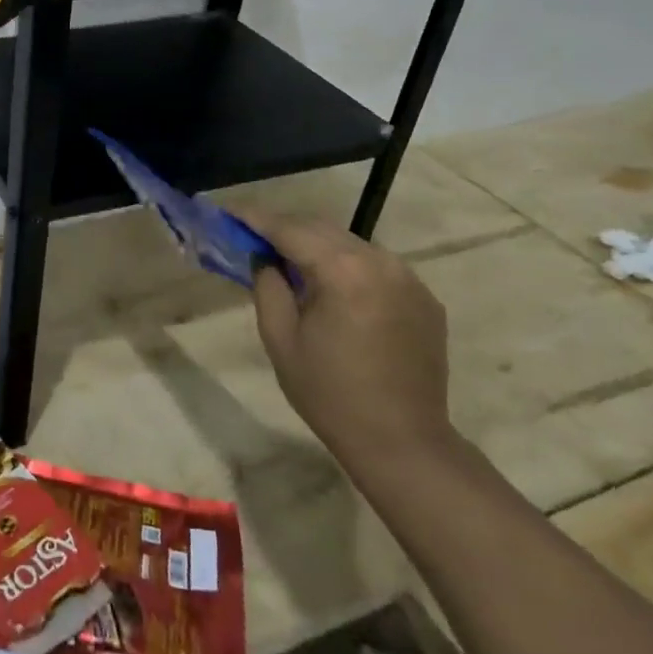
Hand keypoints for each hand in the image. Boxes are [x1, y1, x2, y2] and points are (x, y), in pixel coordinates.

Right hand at [237, 215, 454, 468]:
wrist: (402, 441)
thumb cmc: (329, 393)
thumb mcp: (280, 338)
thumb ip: (267, 285)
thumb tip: (263, 257)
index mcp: (343, 271)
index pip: (290, 229)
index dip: (255, 218)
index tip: (228, 211)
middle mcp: (381, 262)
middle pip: (322, 229)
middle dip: (284, 228)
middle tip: (251, 236)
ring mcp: (409, 278)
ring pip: (351, 244)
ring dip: (317, 246)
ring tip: (288, 261)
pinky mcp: (424, 298)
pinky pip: (376, 267)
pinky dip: (347, 266)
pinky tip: (331, 288)